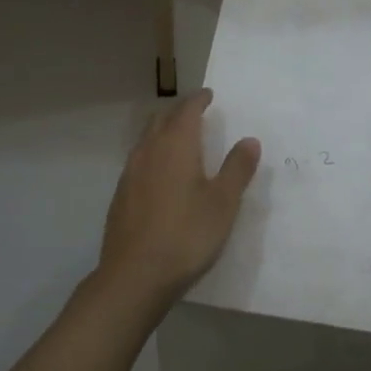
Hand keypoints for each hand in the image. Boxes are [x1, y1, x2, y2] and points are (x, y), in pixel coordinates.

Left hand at [97, 89, 260, 306]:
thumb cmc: (186, 234)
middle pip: (161, 119)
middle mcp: (148, 151)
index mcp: (175, 145)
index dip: (199, 99)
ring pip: (147, 139)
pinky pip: (139, 161)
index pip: (186, 110)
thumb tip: (249, 140)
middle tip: (196, 113)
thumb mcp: (222, 203)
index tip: (209, 95)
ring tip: (181, 140)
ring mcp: (130, 173)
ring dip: (163, 132)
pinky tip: (162, 174)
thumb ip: (237, 168)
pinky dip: (153, 154)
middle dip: (179, 111)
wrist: (134, 274)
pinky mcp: (121, 195)